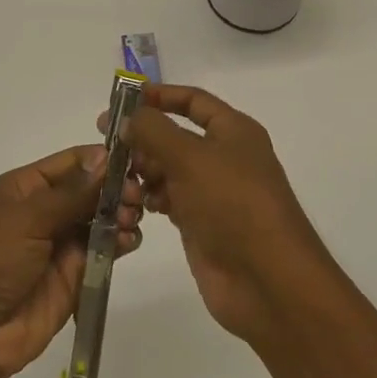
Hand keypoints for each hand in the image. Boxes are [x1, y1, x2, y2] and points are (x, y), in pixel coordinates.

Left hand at [0, 146, 142, 377]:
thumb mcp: (27, 217)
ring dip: (121, 215)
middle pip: (91, 190)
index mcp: (26, 187)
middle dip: (116, 190)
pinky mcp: (74, 276)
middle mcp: (45, 210)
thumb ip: (71, 192)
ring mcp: (60, 244)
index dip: (103, 160)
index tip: (136, 161)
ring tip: (132, 221)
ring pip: (101, 220)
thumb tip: (105, 157)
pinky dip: (120, 243)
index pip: (72, 162)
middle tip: (137, 198)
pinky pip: (103, 252)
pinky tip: (129, 241)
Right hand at [103, 85, 334, 345]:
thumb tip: (126, 118)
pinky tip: (137, 205)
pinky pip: (169, 199)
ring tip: (122, 182)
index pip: (192, 100)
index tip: (122, 100)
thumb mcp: (190, 156)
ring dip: (143, 171)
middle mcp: (224, 156)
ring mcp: (213, 192)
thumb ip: (153, 130)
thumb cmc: (232, 204)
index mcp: (233, 131)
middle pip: (175, 135)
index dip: (159, 95)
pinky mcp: (201, 223)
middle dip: (143, 139)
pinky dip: (151, 198)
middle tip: (109, 146)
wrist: (267, 281)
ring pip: (168, 169)